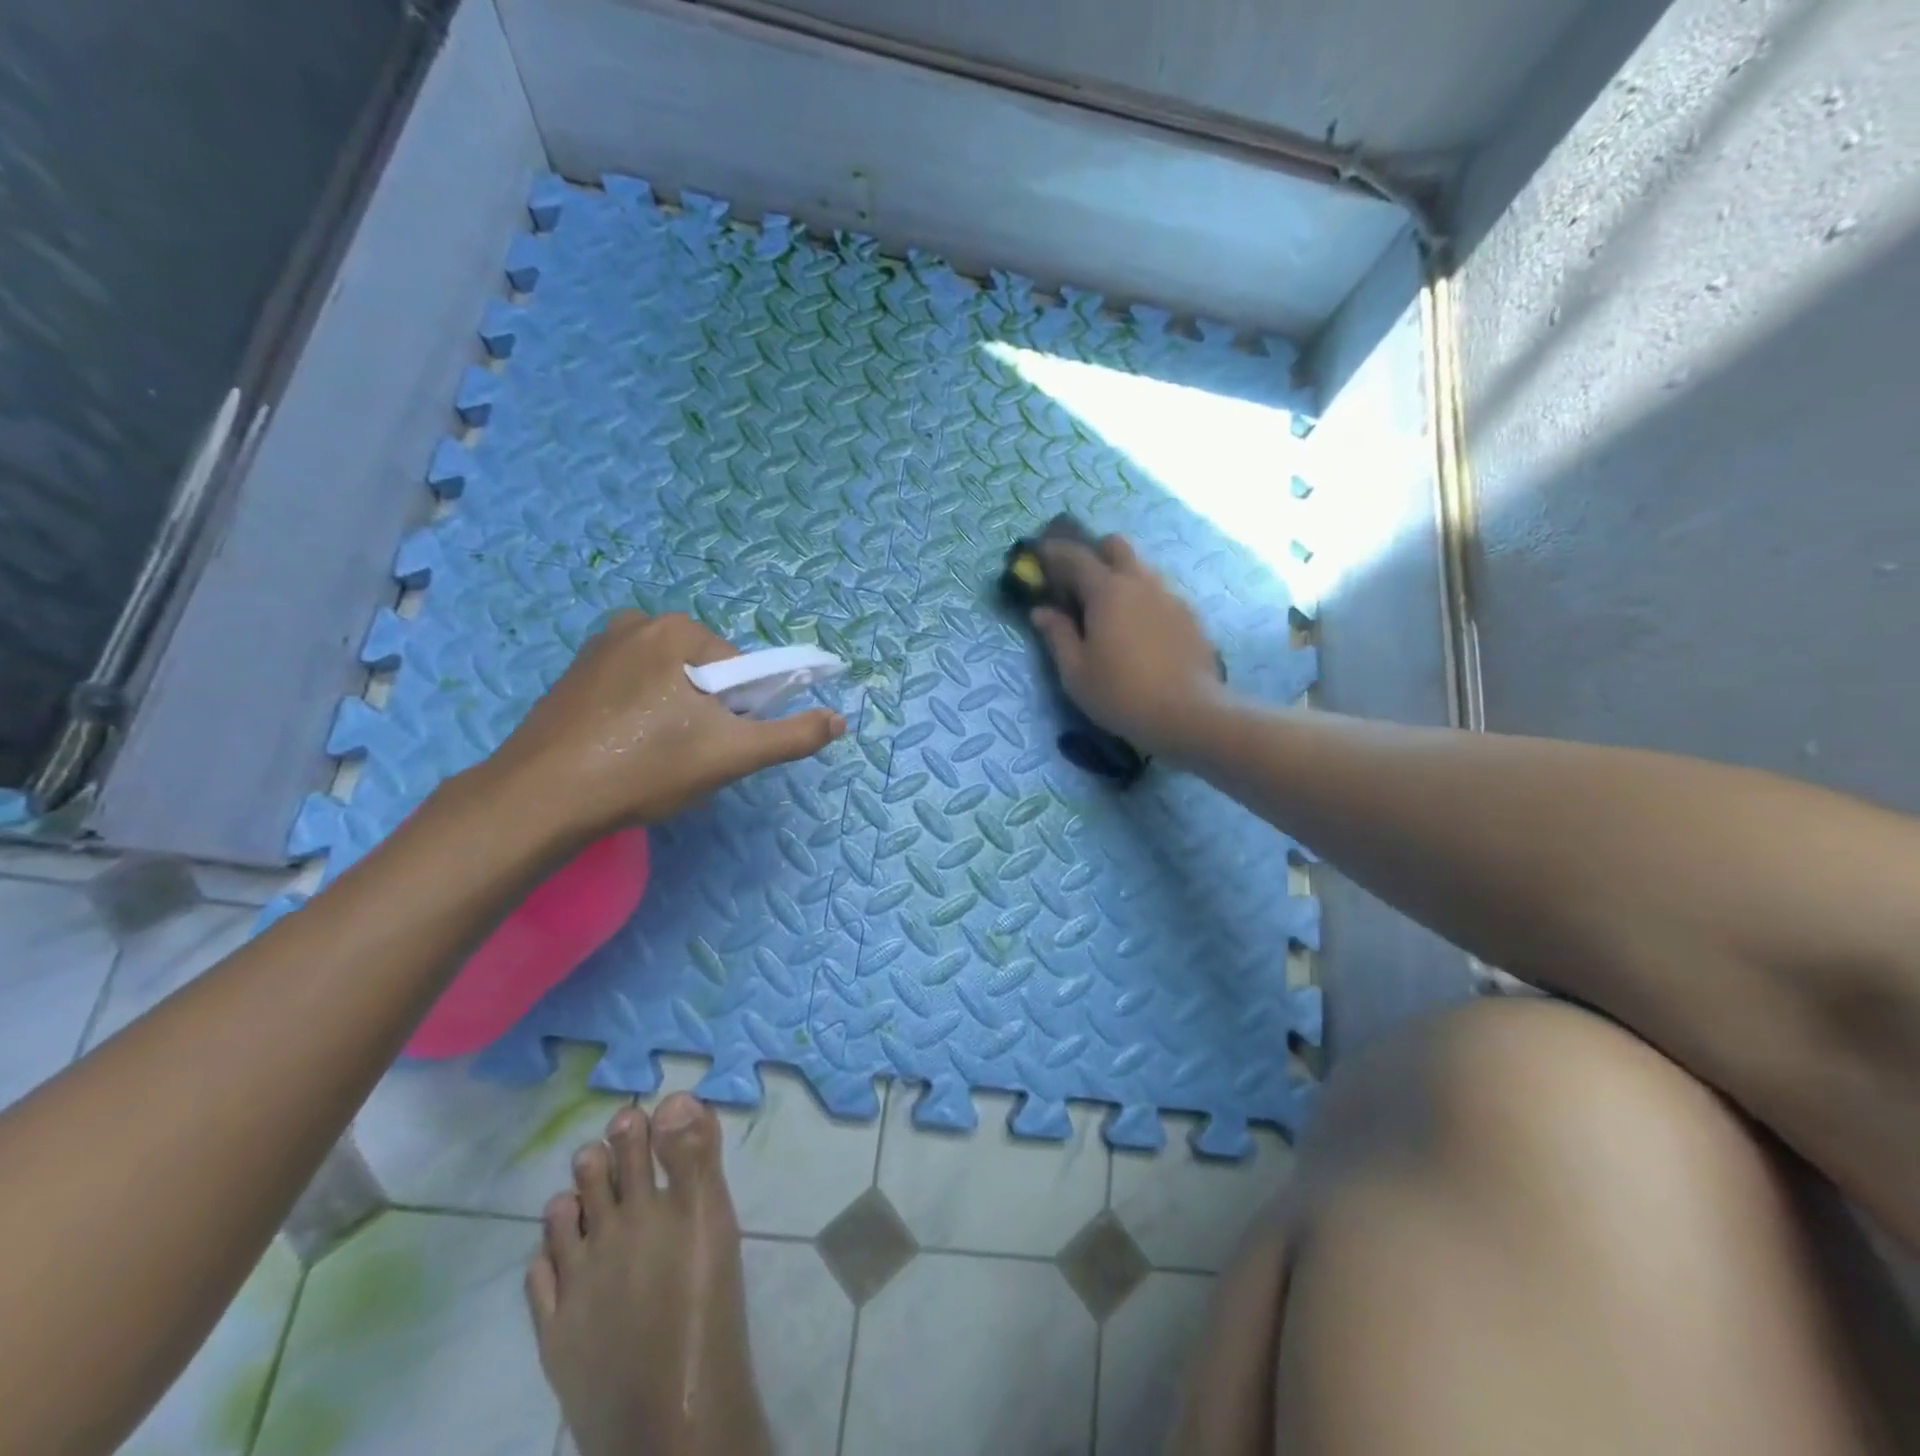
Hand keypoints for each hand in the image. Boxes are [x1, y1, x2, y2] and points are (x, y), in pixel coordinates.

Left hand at [479, 611, 845, 839]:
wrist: (542, 798)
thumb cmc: (645, 767)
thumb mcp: (732, 754)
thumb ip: (791, 735)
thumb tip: (839, 720)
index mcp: (678, 631)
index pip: (740, 671)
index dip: (740, 713)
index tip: (716, 747)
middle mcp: (637, 623)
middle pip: (704, 675)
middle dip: (706, 716)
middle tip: (685, 760)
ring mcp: (598, 647)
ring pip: (668, 685)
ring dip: (675, 719)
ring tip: (652, 762)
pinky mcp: (573, 675)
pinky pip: (632, 691)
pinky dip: (640, 718)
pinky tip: (624, 753)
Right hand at [1030, 535, 1224, 758]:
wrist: (1189, 714)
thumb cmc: (1120, 694)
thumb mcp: (1075, 672)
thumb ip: (1057, 635)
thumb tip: (1041, 611)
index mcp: (1107, 591)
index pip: (1075, 557)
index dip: (1054, 552)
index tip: (1040, 554)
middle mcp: (1141, 582)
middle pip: (1117, 546)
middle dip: (1095, 553)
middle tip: (1079, 581)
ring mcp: (1171, 596)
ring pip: (1142, 569)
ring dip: (1122, 577)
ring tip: (1110, 609)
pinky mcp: (1191, 616)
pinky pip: (1161, 594)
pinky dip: (1144, 600)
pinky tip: (1140, 630)